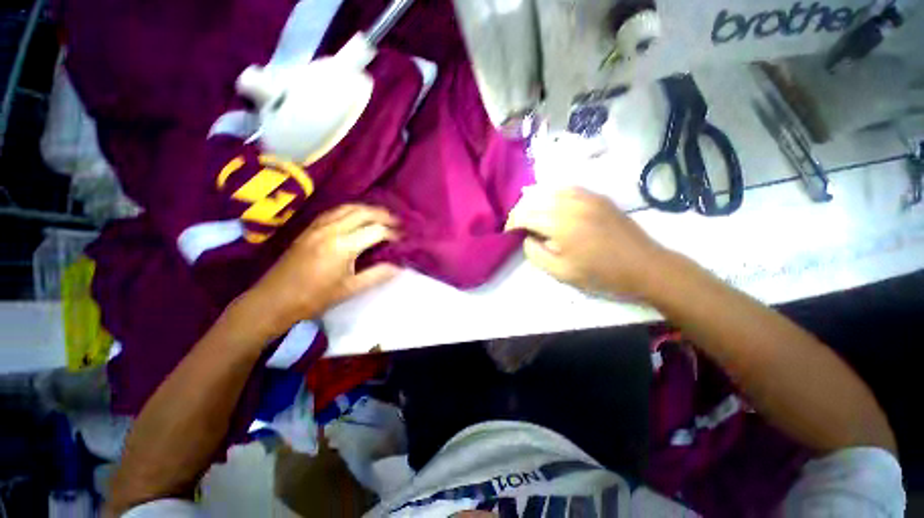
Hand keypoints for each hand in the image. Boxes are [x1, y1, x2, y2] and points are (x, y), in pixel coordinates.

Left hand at [236, 204, 400, 339]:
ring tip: (381, 216)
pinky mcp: (309, 228)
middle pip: (363, 212)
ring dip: (367, 209)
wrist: (273, 300)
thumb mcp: (350, 289)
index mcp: (343, 246)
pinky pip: (334, 211)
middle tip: (396, 222)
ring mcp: (318, 227)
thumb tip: (399, 267)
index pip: (376, 231)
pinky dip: (350, 210)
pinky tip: (355, 217)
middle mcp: (331, 230)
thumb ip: (377, 275)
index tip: (402, 239)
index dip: (392, 233)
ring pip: (347, 207)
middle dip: (383, 215)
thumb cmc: (314, 298)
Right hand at [505, 187, 665, 297]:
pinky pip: (567, 189)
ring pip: (548, 191)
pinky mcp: (597, 196)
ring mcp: (586, 196)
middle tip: (519, 228)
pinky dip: (553, 197)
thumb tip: (526, 238)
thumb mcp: (561, 272)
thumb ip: (535, 253)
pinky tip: (553, 208)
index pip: (524, 214)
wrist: (645, 266)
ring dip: (536, 203)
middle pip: (533, 199)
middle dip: (521, 212)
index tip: (509, 234)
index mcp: (560, 223)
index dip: (512, 223)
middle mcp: (570, 203)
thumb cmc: (601, 274)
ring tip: (534, 218)